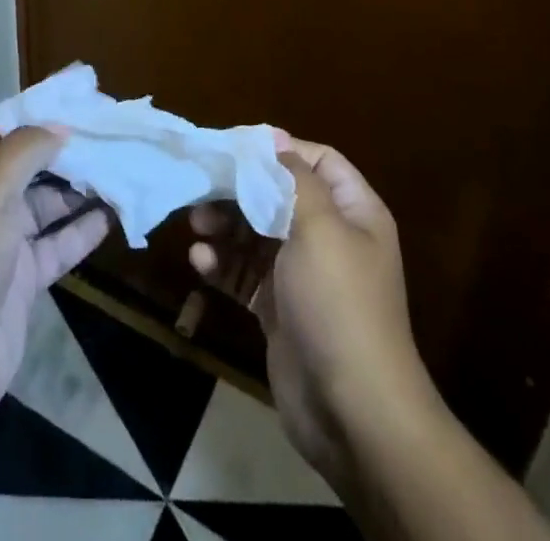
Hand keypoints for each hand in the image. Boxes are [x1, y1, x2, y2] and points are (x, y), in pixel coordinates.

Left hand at [0, 116, 110, 446]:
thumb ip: (24, 149)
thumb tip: (60, 128)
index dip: (16, 115)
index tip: (59, 105)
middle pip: (15, 164)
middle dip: (54, 149)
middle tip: (98, 132)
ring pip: (40, 204)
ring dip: (73, 188)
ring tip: (113, 166)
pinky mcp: (20, 279)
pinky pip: (54, 244)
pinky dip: (80, 229)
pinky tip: (111, 213)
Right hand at [189, 133, 435, 483]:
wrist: (353, 413)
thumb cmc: (339, 304)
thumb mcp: (320, 228)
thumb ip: (293, 177)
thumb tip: (273, 136)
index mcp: (352, 212)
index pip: (315, 160)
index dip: (276, 150)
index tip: (232, 149)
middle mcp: (329, 237)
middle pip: (276, 194)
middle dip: (237, 189)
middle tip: (201, 188)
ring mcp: (302, 274)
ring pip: (254, 232)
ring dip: (223, 225)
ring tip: (196, 226)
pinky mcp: (278, 307)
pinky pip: (244, 271)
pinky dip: (221, 263)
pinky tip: (200, 263)